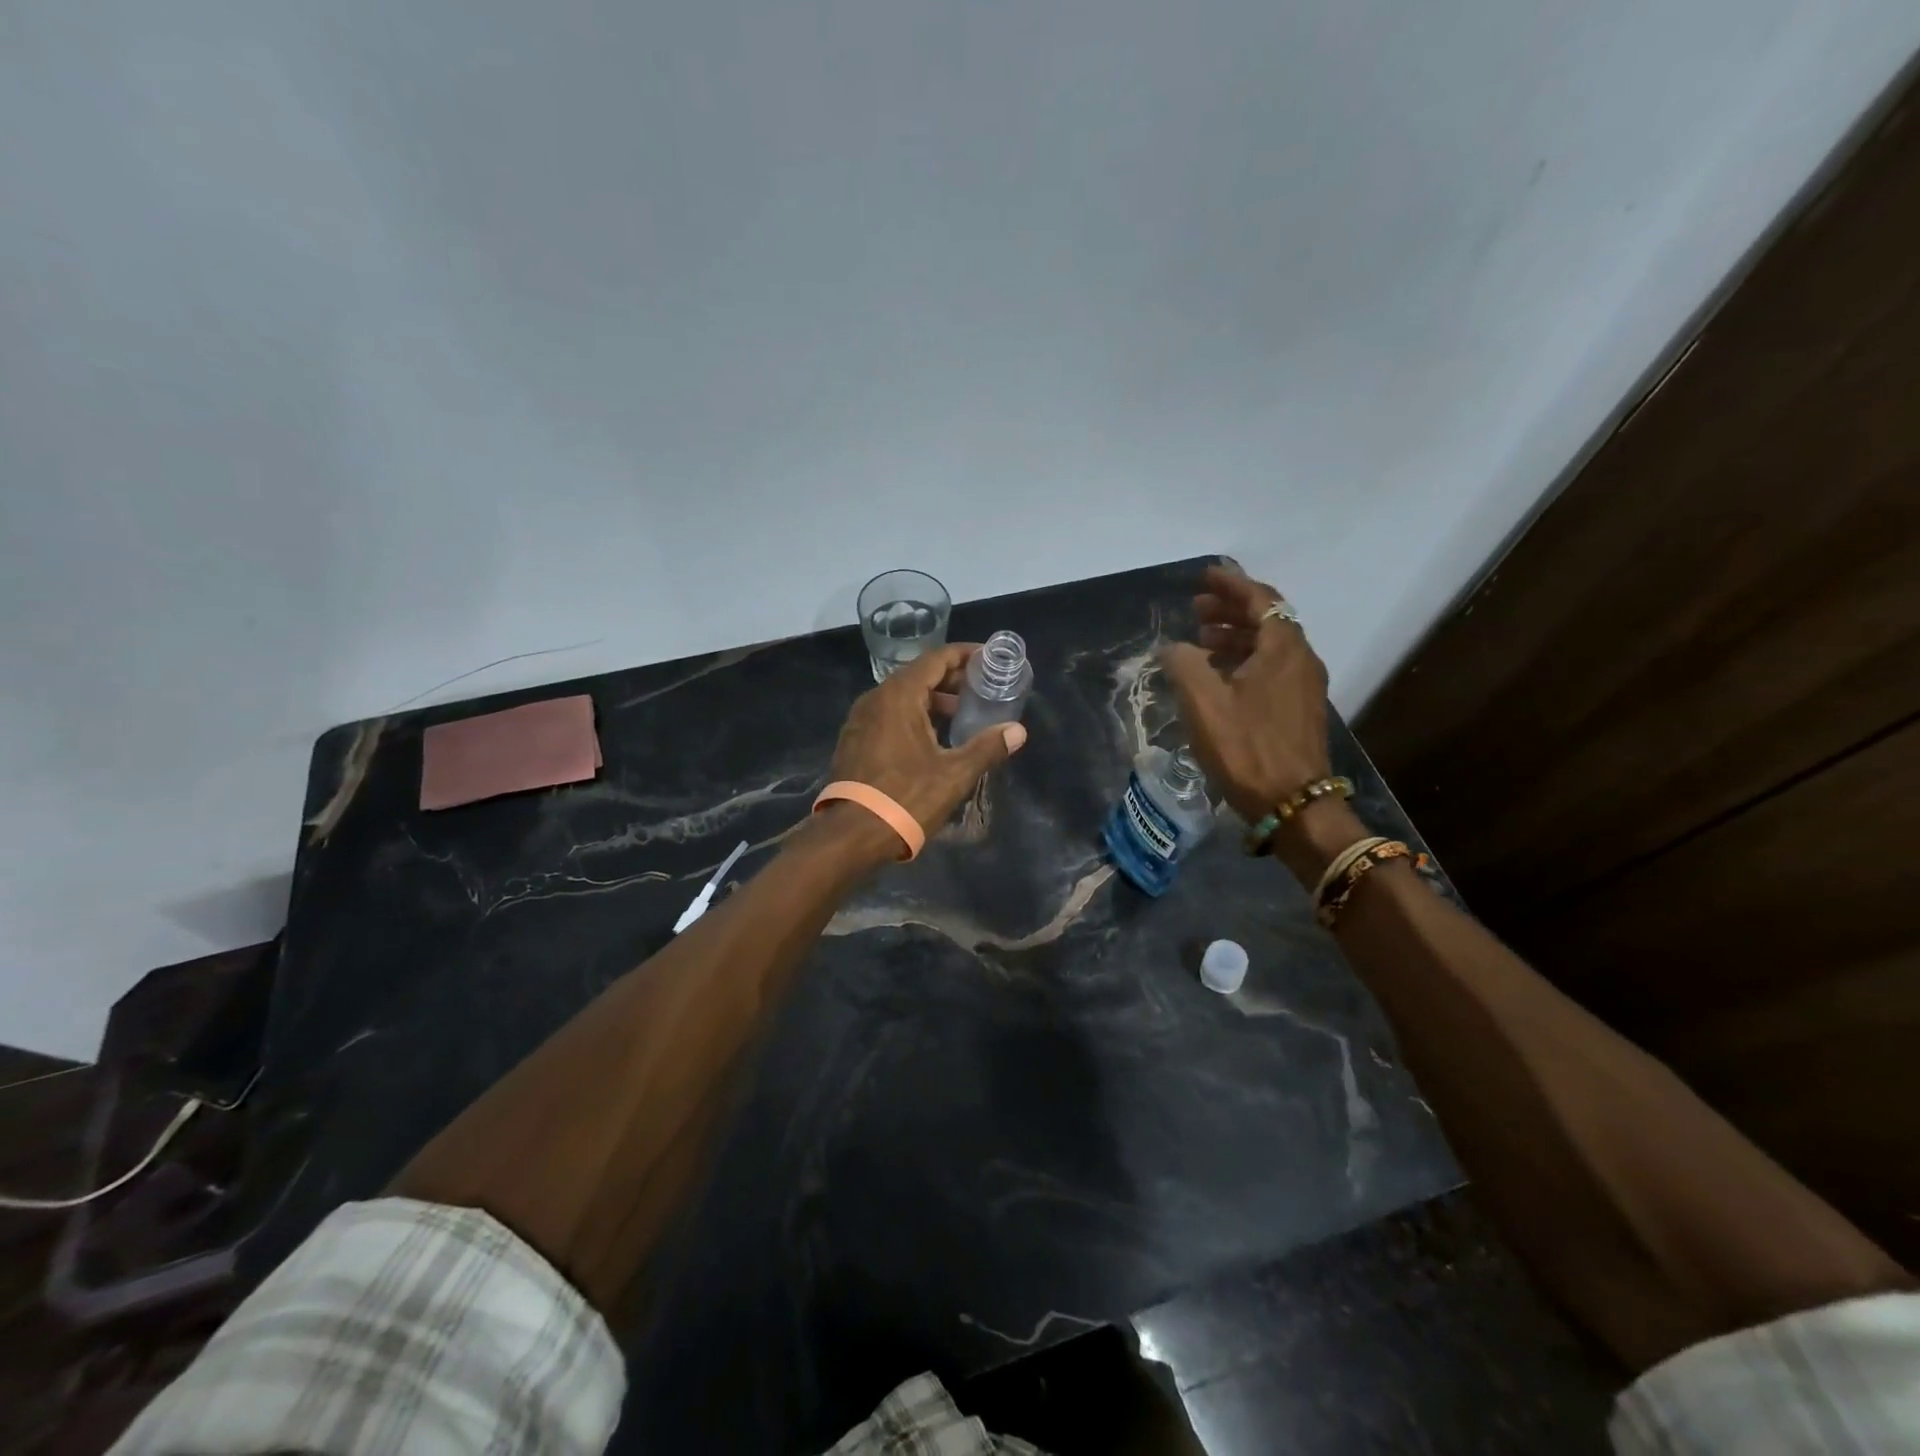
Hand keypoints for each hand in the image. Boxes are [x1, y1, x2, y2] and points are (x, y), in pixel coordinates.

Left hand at [829, 643, 1028, 836]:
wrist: (850, 835)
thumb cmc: (905, 798)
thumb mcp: (954, 774)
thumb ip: (987, 748)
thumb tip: (1018, 731)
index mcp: (898, 696)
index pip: (935, 659)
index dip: (964, 655)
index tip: (988, 658)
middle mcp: (875, 699)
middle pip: (918, 675)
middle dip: (951, 679)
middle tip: (981, 688)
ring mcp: (860, 720)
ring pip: (902, 697)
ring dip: (932, 700)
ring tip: (961, 714)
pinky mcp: (854, 741)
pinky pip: (888, 715)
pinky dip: (913, 716)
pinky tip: (932, 738)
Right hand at [1157, 565, 1331, 819]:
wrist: (1292, 804)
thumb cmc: (1246, 748)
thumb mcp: (1203, 703)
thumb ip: (1184, 664)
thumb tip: (1175, 647)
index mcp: (1283, 648)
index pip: (1260, 599)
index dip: (1231, 585)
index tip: (1205, 577)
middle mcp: (1300, 660)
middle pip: (1267, 619)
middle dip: (1231, 609)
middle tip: (1197, 609)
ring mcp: (1304, 686)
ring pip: (1268, 646)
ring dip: (1236, 636)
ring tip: (1201, 640)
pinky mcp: (1299, 709)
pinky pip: (1271, 668)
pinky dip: (1245, 660)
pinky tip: (1220, 676)